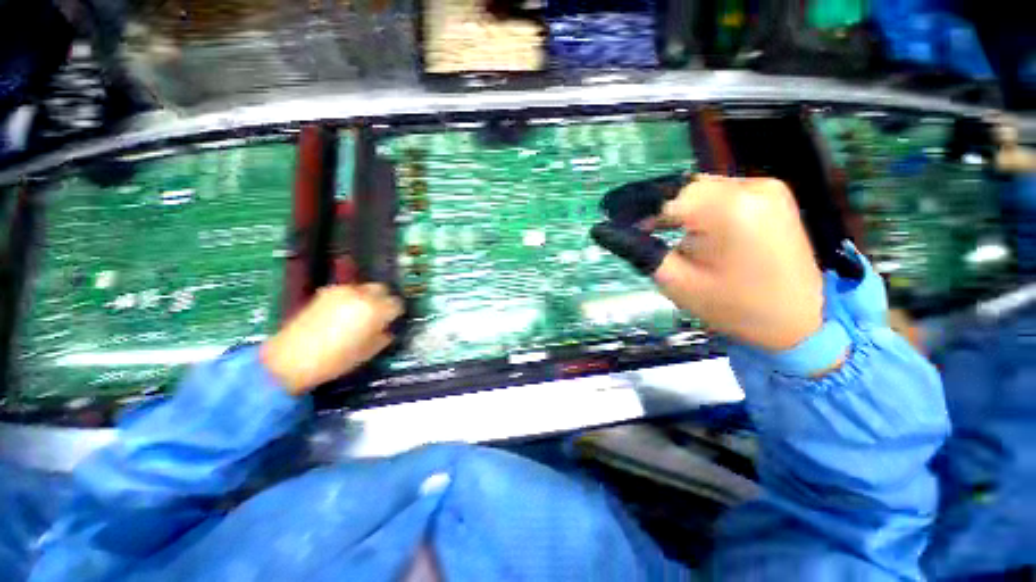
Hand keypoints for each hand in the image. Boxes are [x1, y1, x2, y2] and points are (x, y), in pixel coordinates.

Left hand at [261, 284, 403, 395]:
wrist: (291, 358)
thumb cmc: (336, 360)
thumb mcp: (368, 352)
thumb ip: (383, 337)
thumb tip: (387, 329)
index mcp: (375, 309)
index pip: (397, 304)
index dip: (396, 314)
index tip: (391, 322)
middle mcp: (361, 294)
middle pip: (382, 289)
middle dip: (384, 300)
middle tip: (379, 315)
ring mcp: (342, 291)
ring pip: (364, 288)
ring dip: (367, 298)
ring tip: (359, 314)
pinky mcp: (325, 292)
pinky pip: (347, 290)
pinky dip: (351, 298)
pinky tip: (342, 313)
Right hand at [592, 175, 823, 351]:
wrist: (798, 322)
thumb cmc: (734, 308)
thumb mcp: (676, 281)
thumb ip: (639, 250)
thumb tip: (606, 230)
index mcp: (729, 209)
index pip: (665, 196)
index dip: (633, 207)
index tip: (610, 218)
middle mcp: (751, 186)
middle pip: (683, 188)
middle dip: (654, 207)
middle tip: (631, 227)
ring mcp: (766, 187)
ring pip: (700, 189)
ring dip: (675, 207)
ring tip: (654, 229)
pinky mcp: (772, 195)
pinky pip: (721, 193)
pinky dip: (697, 207)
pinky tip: (688, 226)